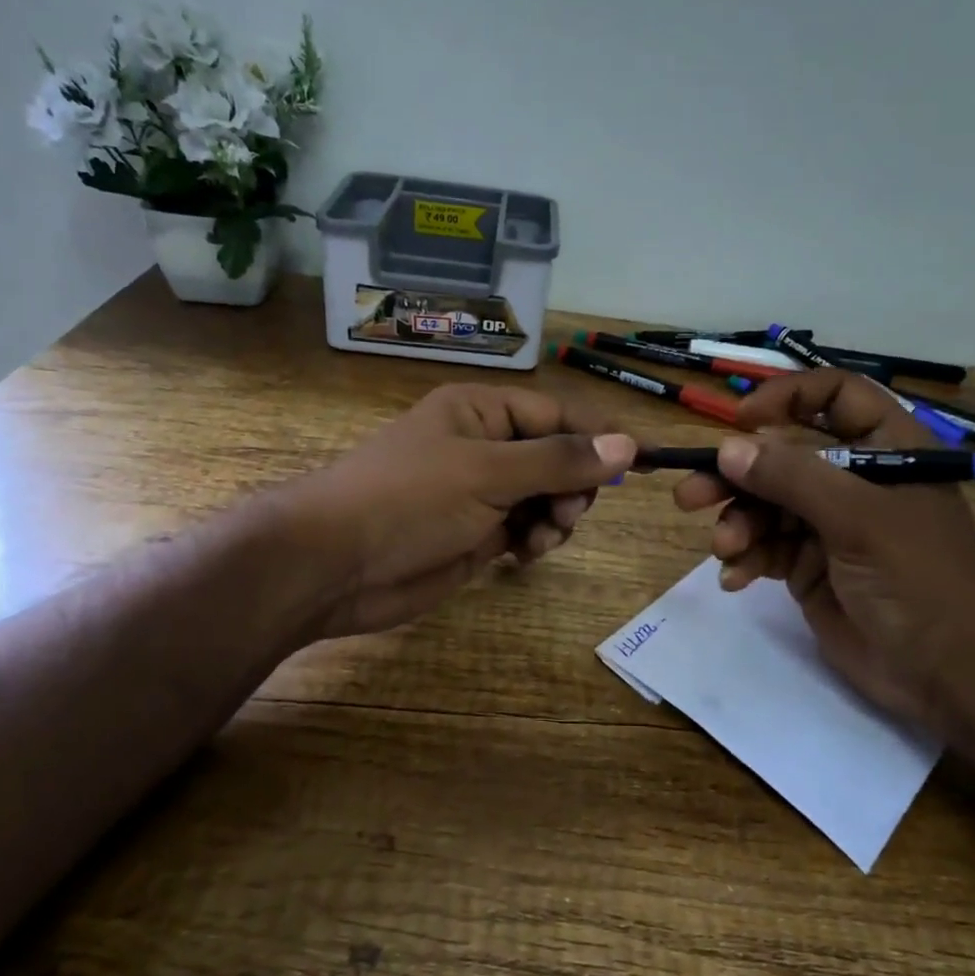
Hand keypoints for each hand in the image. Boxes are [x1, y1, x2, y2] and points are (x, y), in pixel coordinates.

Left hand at [279, 383, 635, 638]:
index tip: (641, 463)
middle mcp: (485, 445)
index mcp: (483, 410)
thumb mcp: (488, 472)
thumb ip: (559, 459)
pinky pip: (525, 528)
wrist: (334, 565)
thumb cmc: (410, 499)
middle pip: (557, 456)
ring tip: (543, 536)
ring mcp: (479, 492)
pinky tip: (525, 554)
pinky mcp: (475, 533)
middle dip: (572, 484)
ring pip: (545, 496)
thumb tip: (627, 444)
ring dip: (556, 516)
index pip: (558, 413)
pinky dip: (535, 540)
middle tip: (568, 510)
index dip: (599, 436)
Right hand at [671, 369, 974, 731]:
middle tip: (689, 494)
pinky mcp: (810, 565)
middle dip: (736, 475)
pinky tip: (735, 578)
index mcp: (885, 449)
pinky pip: (765, 547)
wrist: (946, 676)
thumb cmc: (918, 579)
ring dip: (737, 523)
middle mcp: (854, 479)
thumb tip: (727, 448)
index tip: (740, 421)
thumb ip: (792, 477)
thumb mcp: (859, 518)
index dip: (787, 398)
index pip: (835, 396)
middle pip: (782, 456)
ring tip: (724, 548)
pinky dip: (746, 558)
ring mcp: (829, 524)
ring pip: (765, 504)